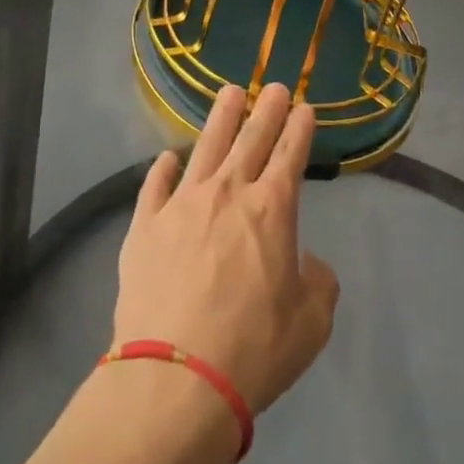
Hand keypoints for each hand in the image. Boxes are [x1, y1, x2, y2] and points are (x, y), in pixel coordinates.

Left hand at [114, 83, 338, 416]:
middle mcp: (227, 192)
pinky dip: (164, 168)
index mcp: (271, 210)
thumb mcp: (310, 324)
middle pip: (250, 138)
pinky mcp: (145, 224)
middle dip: (266, 109)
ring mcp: (181, 203)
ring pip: (205, 146)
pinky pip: (155, 184)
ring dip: (221, 117)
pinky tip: (168, 158)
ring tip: (230, 92)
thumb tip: (305, 260)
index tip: (304, 108)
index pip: (290, 155)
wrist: (175, 378)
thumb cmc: (253, 350)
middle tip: (275, 86)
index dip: (299, 129)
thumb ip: (318, 282)